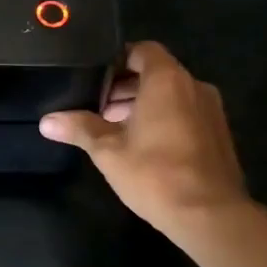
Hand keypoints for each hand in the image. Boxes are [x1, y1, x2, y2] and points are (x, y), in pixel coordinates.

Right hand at [39, 41, 253, 240]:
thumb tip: (46, 121)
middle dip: (127, 86)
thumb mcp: (107, 150)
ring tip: (116, 128)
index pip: (142, 50)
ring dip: (145, 104)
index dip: (118, 59)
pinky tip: (144, 146)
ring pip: (172, 95)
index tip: (95, 76)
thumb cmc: (155, 173)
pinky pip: (187, 113)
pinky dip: (165, 118)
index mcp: (167, 80)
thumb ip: (79, 128)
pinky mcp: (219, 134)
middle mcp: (194, 86)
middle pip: (156, 72)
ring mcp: (212, 111)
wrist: (210, 216)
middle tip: (98, 106)